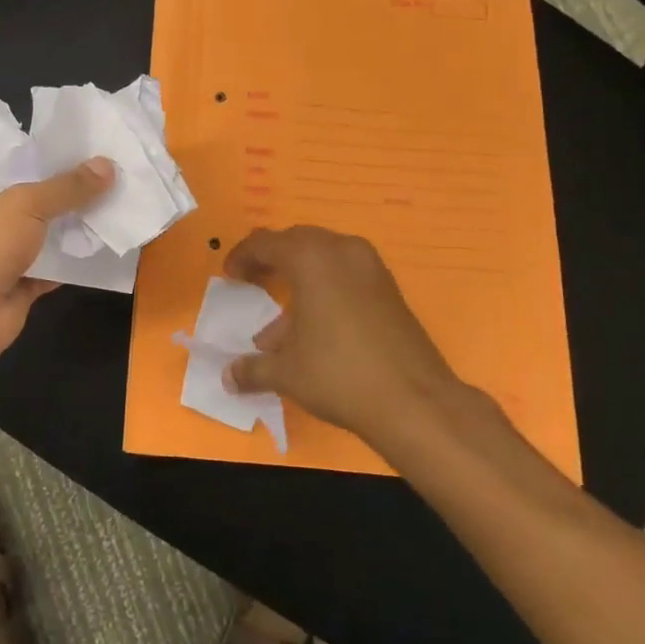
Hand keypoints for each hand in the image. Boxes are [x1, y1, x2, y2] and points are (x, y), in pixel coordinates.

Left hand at [0, 160, 115, 379]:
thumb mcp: (26, 204)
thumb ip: (67, 187)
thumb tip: (107, 165)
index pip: (21, 168)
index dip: (56, 161)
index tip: (96, 154)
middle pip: (39, 202)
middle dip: (74, 195)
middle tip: (118, 180)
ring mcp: (6, 256)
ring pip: (49, 237)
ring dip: (78, 229)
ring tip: (120, 209)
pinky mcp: (21, 286)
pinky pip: (55, 269)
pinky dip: (76, 263)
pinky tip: (106, 249)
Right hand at [222, 226, 468, 446]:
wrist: (415, 402)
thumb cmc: (339, 374)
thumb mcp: (286, 372)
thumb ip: (251, 369)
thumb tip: (228, 377)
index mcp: (310, 258)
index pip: (265, 242)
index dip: (242, 257)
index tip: (230, 277)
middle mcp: (341, 251)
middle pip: (297, 241)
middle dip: (272, 260)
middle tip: (253, 281)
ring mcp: (371, 268)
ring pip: (325, 258)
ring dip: (299, 278)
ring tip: (280, 323)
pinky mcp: (390, 289)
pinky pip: (347, 274)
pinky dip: (325, 288)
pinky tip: (316, 329)